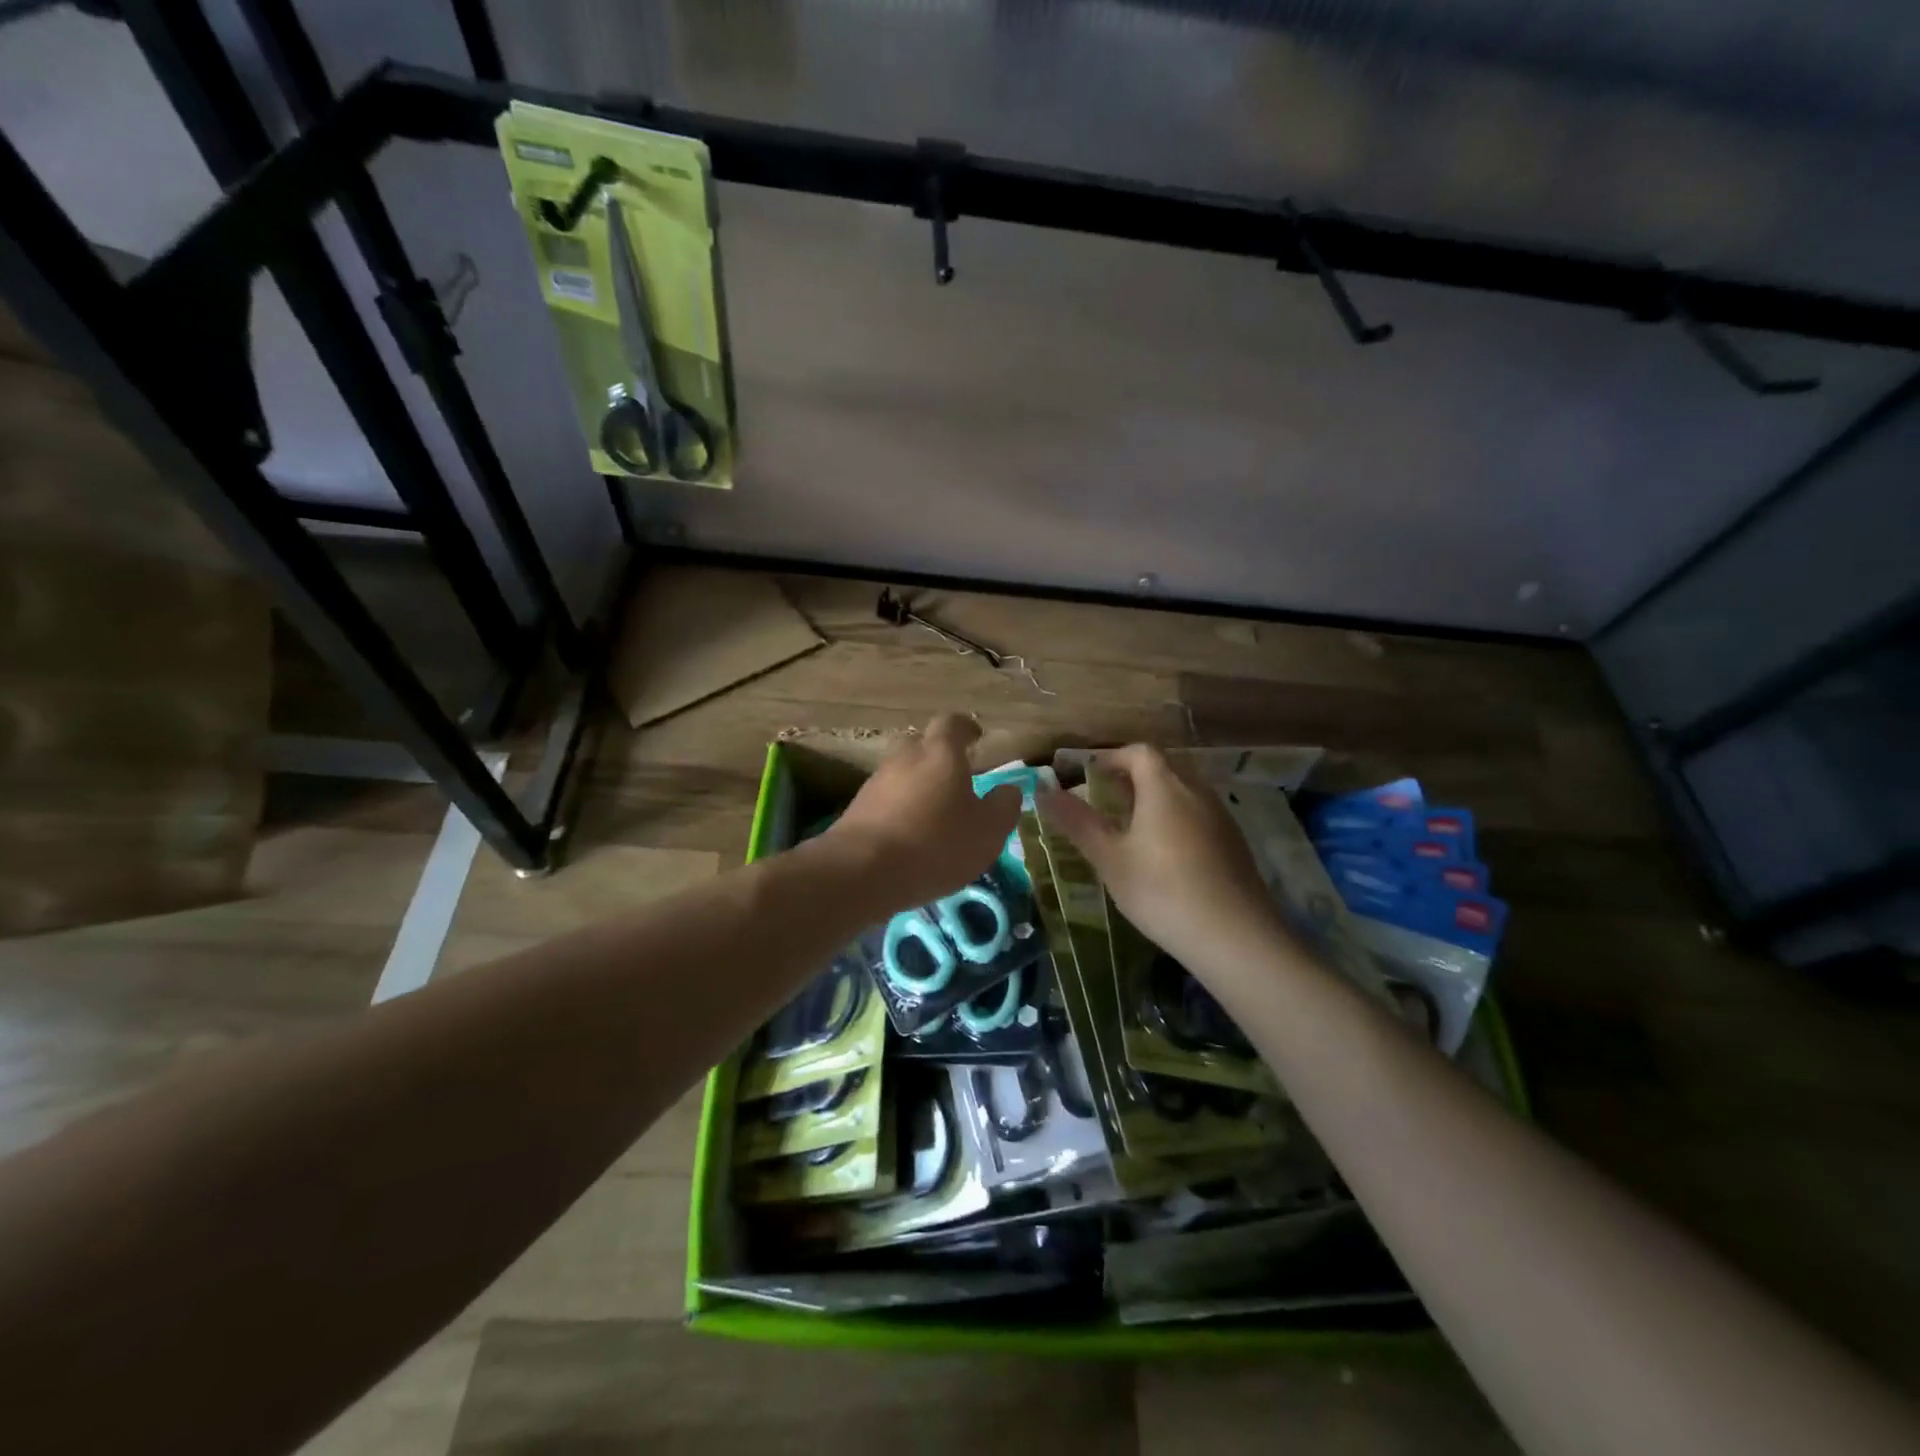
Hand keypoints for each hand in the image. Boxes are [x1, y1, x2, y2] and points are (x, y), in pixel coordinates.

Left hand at [826, 714, 1021, 912]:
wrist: (862, 871)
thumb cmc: (936, 844)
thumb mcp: (988, 831)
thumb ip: (1003, 806)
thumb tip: (1009, 790)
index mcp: (941, 753)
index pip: (952, 723)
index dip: (966, 728)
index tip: (976, 738)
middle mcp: (905, 758)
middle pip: (922, 745)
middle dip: (938, 756)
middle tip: (956, 778)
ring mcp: (876, 782)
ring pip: (901, 773)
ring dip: (917, 785)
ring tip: (933, 813)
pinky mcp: (856, 809)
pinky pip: (885, 799)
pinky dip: (899, 809)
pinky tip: (909, 834)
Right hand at [1037, 744, 1285, 980]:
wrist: (1235, 936)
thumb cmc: (1162, 891)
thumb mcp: (1110, 859)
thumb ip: (1077, 822)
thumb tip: (1043, 791)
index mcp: (1164, 788)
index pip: (1138, 752)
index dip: (1111, 758)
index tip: (1089, 777)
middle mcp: (1196, 792)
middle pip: (1162, 769)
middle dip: (1131, 778)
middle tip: (1105, 802)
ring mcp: (1220, 817)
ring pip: (1183, 792)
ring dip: (1155, 799)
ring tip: (1131, 830)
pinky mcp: (1234, 843)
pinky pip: (1198, 815)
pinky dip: (1176, 820)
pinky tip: (1165, 856)